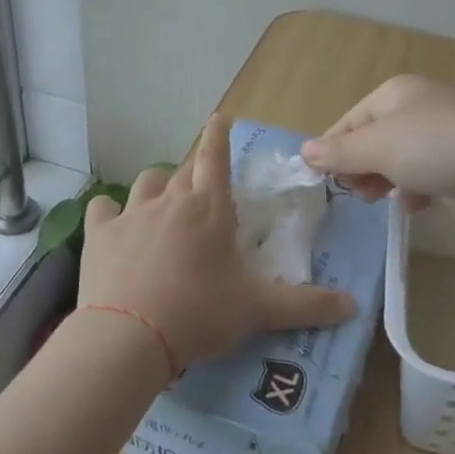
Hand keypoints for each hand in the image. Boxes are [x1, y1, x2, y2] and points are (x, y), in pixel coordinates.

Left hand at [78, 114, 355, 368]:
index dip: (218, 136)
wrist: (129, 337)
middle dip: (195, 168)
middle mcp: (170, 201)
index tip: (218, 116)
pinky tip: (113, 222)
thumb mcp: (257, 310)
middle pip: (184, 169)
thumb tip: (354, 305)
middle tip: (202, 181)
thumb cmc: (199, 314)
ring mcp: (131, 215)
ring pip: (146, 182)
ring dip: (158, 186)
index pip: (216, 158)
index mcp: (209, 210)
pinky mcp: (100, 235)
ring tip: (163, 202)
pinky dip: (110, 211)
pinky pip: (103, 208)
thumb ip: (306, 305)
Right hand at [300, 75, 454, 226]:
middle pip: (371, 142)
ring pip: (395, 163)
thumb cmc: (436, 146)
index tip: (320, 179)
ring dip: (382, 182)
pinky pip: (421, 179)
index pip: (350, 121)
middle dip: (358, 168)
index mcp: (396, 93)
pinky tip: (414, 204)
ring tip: (378, 198)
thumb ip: (339, 152)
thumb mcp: (378, 146)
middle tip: (355, 190)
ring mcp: (440, 139)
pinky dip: (413, 192)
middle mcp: (417, 110)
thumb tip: (304, 152)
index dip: (332, 149)